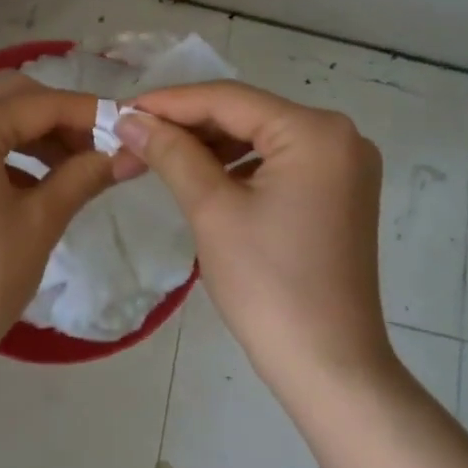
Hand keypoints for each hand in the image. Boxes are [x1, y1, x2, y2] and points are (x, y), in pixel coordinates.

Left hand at [0, 76, 128, 363]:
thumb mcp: (42, 220)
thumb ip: (85, 175)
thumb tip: (130, 154)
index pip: (40, 104)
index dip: (89, 112)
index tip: (129, 126)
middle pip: (14, 99)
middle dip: (61, 117)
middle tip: (100, 146)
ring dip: (38, 134)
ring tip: (78, 166)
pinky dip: (14, 153)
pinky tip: (42, 182)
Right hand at [115, 82, 399, 395]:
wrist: (330, 367)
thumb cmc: (268, 286)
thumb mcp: (212, 210)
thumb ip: (171, 154)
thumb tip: (130, 119)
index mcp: (315, 132)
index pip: (229, 99)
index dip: (170, 102)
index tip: (122, 110)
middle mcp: (339, 135)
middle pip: (246, 115)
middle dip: (187, 126)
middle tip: (133, 137)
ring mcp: (344, 164)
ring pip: (260, 137)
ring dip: (209, 146)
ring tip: (157, 156)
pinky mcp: (339, 191)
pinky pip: (278, 161)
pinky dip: (238, 165)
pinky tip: (201, 175)